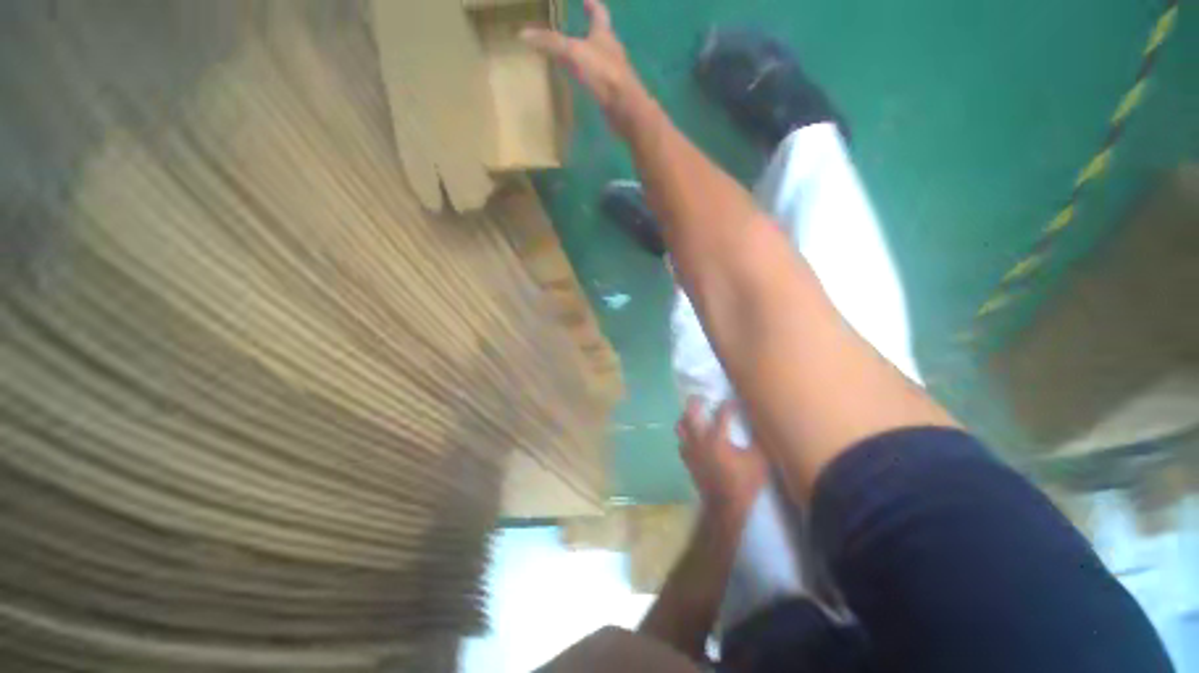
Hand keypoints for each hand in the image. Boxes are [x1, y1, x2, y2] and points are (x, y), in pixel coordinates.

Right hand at [521, 0, 652, 137]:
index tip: (586, 0)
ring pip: (602, 59)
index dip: (592, 5)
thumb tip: (523, 34)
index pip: (599, 13)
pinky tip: (584, 86)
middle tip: (577, 29)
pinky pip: (601, 81)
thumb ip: (551, 43)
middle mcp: (612, 50)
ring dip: (591, 57)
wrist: (626, 109)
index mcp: (605, 34)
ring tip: (577, 59)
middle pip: (601, 36)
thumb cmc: (603, 74)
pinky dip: (592, 80)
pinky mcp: (614, 94)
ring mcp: (615, 73)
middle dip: (591, 31)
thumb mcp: (573, 53)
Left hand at [677, 398, 767, 532]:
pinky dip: (684, 437)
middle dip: (694, 403)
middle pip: (690, 414)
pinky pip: (681, 443)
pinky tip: (690, 438)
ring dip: (685, 418)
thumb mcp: (758, 461)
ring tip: (690, 414)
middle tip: (698, 397)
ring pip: (680, 427)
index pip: (721, 414)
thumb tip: (758, 425)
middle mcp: (699, 440)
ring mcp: (690, 450)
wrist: (725, 506)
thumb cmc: (743, 482)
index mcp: (717, 438)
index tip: (732, 401)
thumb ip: (757, 440)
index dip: (728, 405)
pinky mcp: (687, 460)